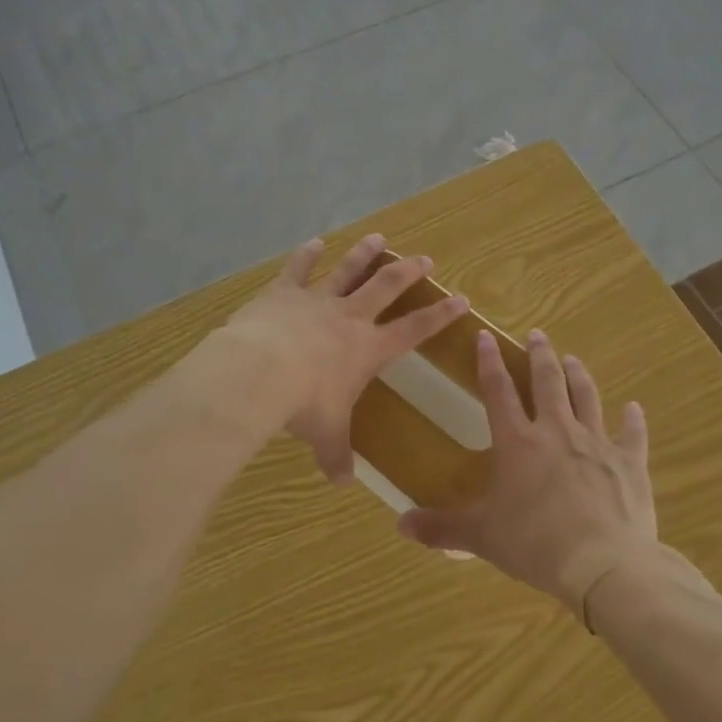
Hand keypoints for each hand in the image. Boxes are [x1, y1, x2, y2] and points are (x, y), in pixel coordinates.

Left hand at [223, 233, 468, 482]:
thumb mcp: (325, 435)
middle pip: (386, 286)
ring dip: (365, 253)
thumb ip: (336, 456)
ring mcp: (317, 300)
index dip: (440, 314)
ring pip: (348, 270)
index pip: (414, 329)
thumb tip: (343, 483)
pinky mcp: (284, 292)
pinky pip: (298, 268)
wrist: (259, 372)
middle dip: (408, 271)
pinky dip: (307, 254)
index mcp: (368, 349)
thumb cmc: (304, 405)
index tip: (461, 298)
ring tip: (379, 238)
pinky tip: (314, 242)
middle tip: (425, 258)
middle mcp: (349, 317)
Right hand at [397, 328, 655, 615]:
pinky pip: (631, 434)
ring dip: (578, 375)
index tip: (485, 336)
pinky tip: (634, 408)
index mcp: (518, 443)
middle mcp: (556, 431)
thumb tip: (400, 524)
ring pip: (586, 397)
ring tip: (572, 358)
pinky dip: (632, 420)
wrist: (603, 564)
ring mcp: (596, 443)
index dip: (489, 362)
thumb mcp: (482, 537)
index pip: (498, 391)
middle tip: (538, 335)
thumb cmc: (535, 545)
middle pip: (547, 382)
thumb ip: (442, 528)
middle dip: (540, 355)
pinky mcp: (628, 462)